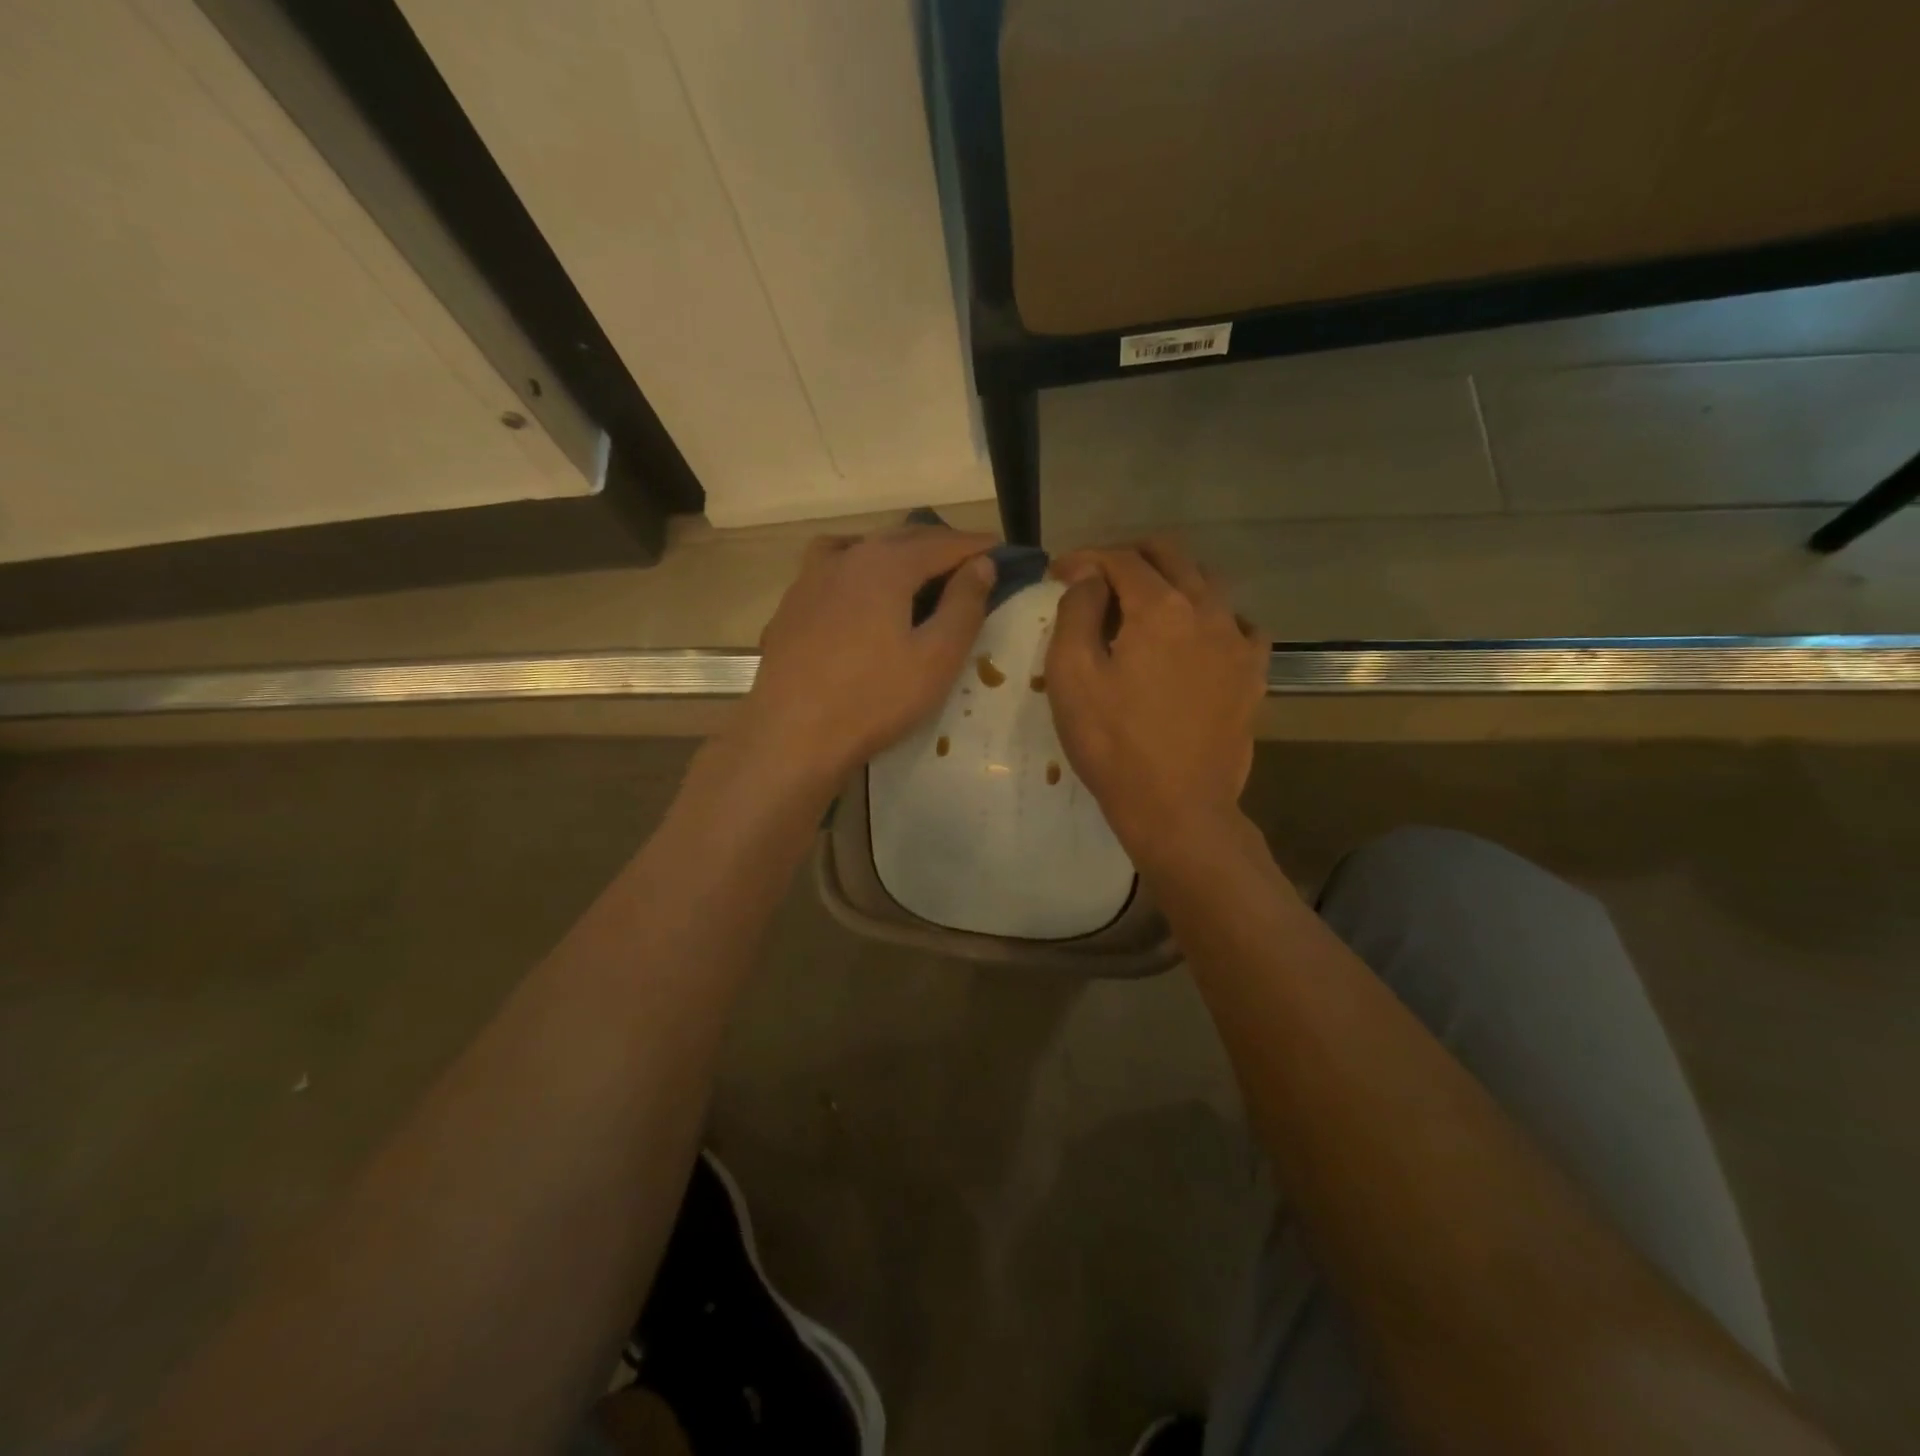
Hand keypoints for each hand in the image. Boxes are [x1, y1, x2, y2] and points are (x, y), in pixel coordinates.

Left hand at [735, 526, 997, 788]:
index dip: (975, 546)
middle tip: (968, 561)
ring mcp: (811, 578)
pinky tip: (859, 591)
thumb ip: (964, 605)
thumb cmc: (874, 699)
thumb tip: (982, 564)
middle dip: (939, 545)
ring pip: (863, 548)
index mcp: (885, 564)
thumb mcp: (936, 658)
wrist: (792, 735)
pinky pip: (833, 569)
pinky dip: (859, 568)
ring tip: (916, 570)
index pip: (942, 543)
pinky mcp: (791, 604)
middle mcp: (846, 557)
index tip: (1001, 549)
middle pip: (902, 539)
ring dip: (896, 551)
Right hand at [1045, 539, 1266, 856]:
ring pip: (1208, 583)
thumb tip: (1091, 578)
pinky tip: (1195, 638)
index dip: (1085, 558)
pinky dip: (1211, 616)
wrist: (1177, 807)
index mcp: (1160, 607)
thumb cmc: (1113, 743)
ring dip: (1171, 580)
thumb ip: (1078, 612)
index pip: (1120, 559)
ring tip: (1144, 604)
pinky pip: (1238, 623)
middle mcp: (1207, 610)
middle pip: (1171, 556)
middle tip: (1097, 578)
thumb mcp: (1072, 675)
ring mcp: (1238, 641)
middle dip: (1129, 556)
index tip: (1059, 573)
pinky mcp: (1254, 673)